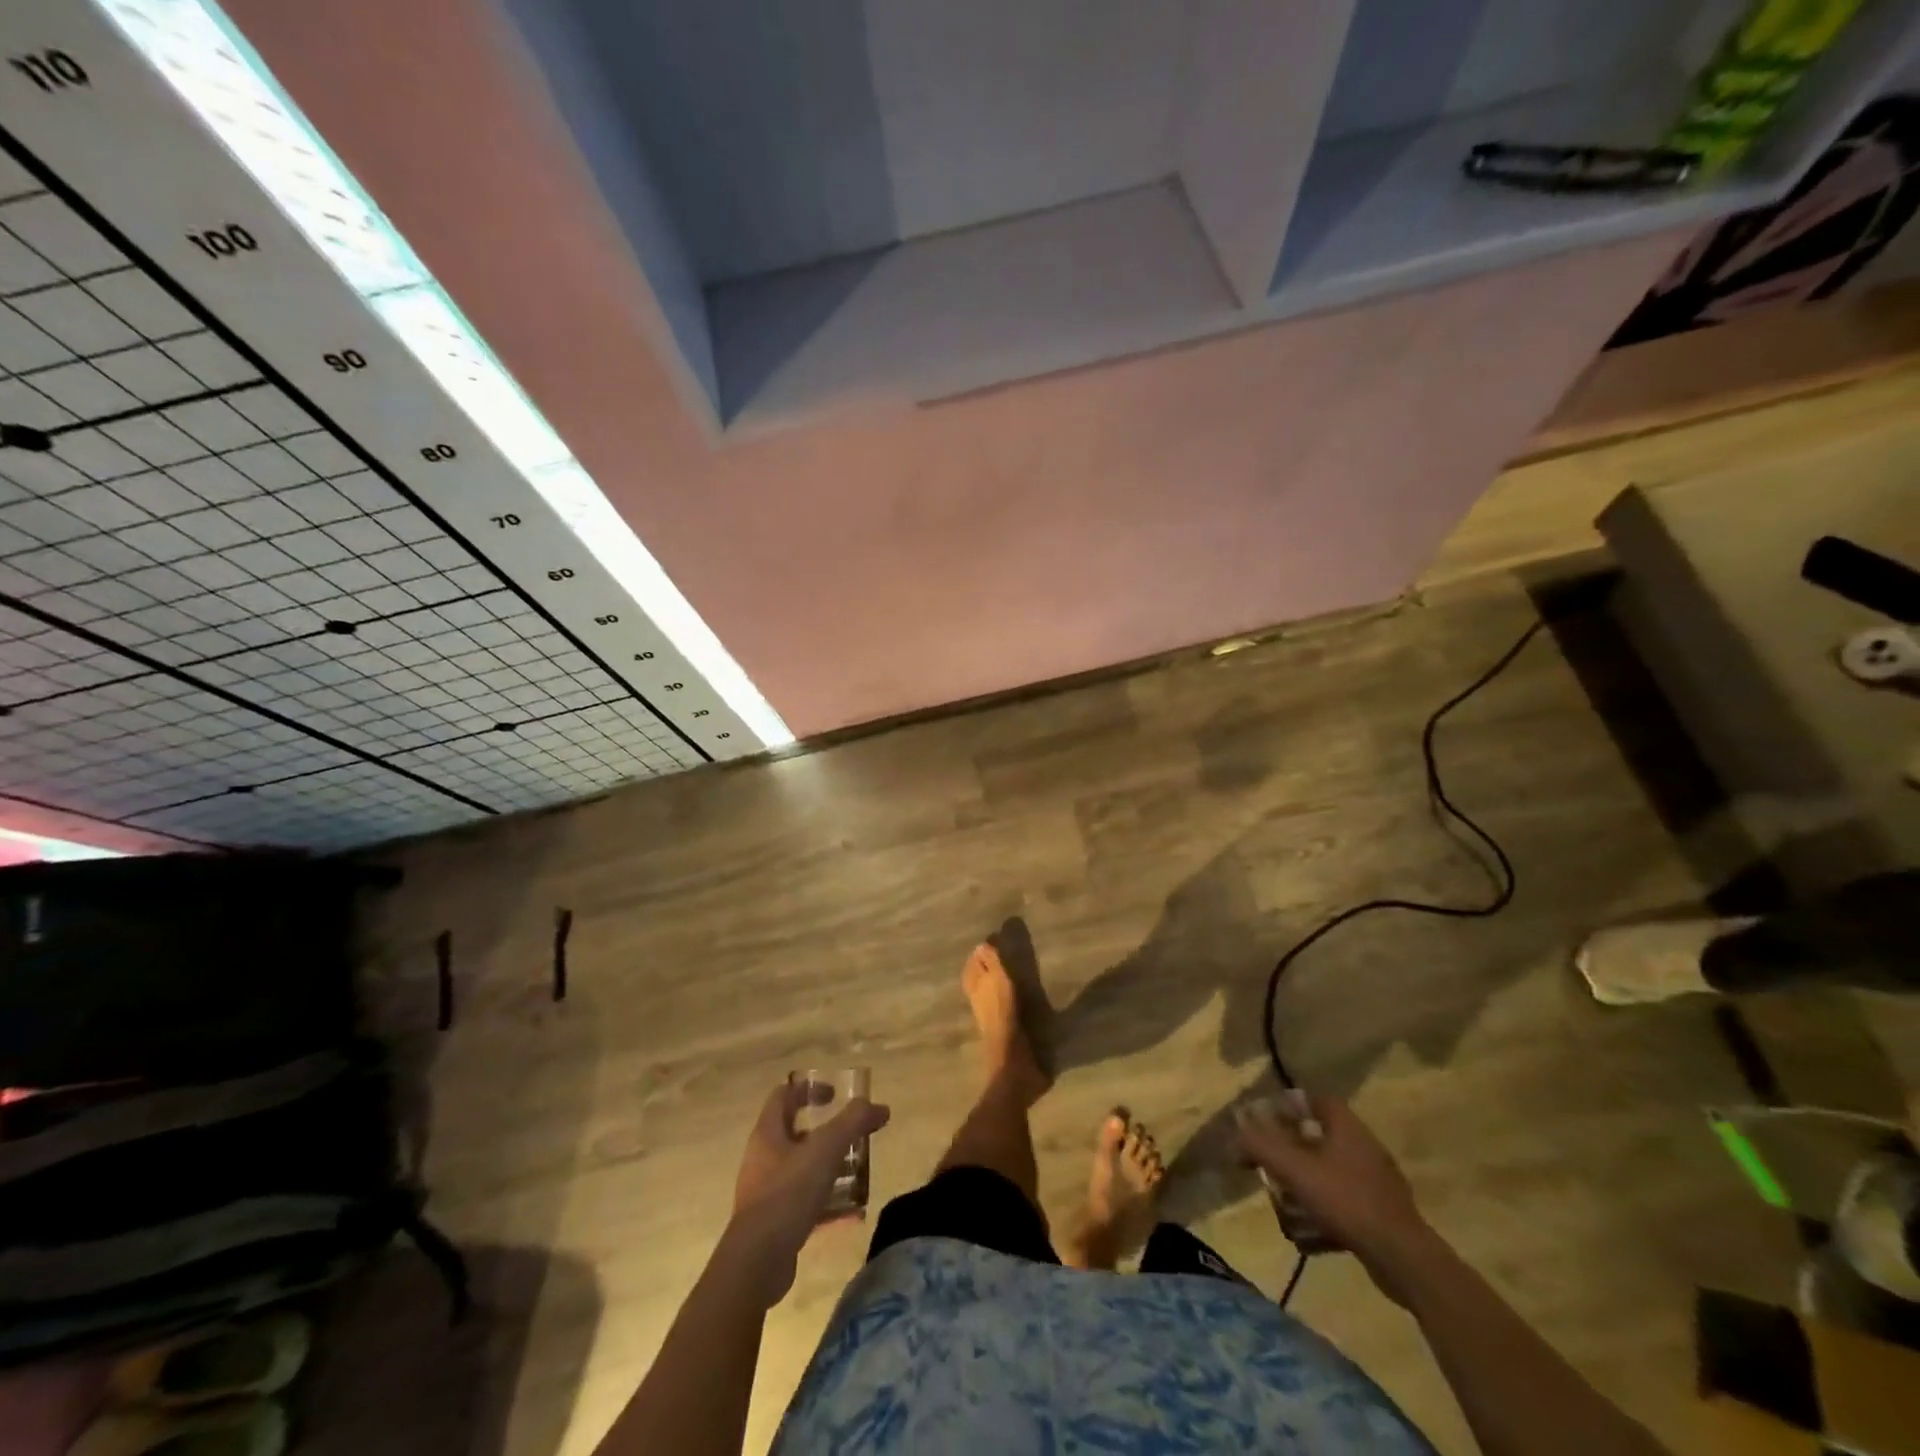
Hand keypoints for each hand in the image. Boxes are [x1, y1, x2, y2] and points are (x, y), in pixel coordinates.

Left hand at [724, 1078, 889, 1307]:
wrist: (756, 1263)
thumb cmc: (788, 1193)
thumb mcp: (826, 1149)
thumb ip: (853, 1122)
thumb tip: (880, 1107)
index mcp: (768, 1133)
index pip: (784, 1095)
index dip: (809, 1089)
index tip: (835, 1095)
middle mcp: (763, 1158)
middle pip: (795, 1132)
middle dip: (826, 1133)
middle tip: (853, 1137)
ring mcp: (766, 1192)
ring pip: (802, 1169)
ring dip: (830, 1167)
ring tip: (858, 1173)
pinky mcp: (774, 1222)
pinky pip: (804, 1202)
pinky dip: (827, 1202)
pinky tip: (852, 1212)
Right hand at [1235, 1093, 1436, 1301]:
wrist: (1404, 1259)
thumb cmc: (1346, 1200)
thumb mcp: (1294, 1169)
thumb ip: (1259, 1147)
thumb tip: (1232, 1139)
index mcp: (1347, 1127)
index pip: (1317, 1100)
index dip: (1291, 1105)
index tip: (1268, 1120)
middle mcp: (1365, 1147)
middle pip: (1321, 1137)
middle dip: (1293, 1150)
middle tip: (1271, 1163)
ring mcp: (1377, 1182)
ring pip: (1331, 1173)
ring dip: (1306, 1185)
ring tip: (1284, 1203)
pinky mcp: (1383, 1214)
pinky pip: (1344, 1203)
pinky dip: (1324, 1212)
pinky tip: (1308, 1235)